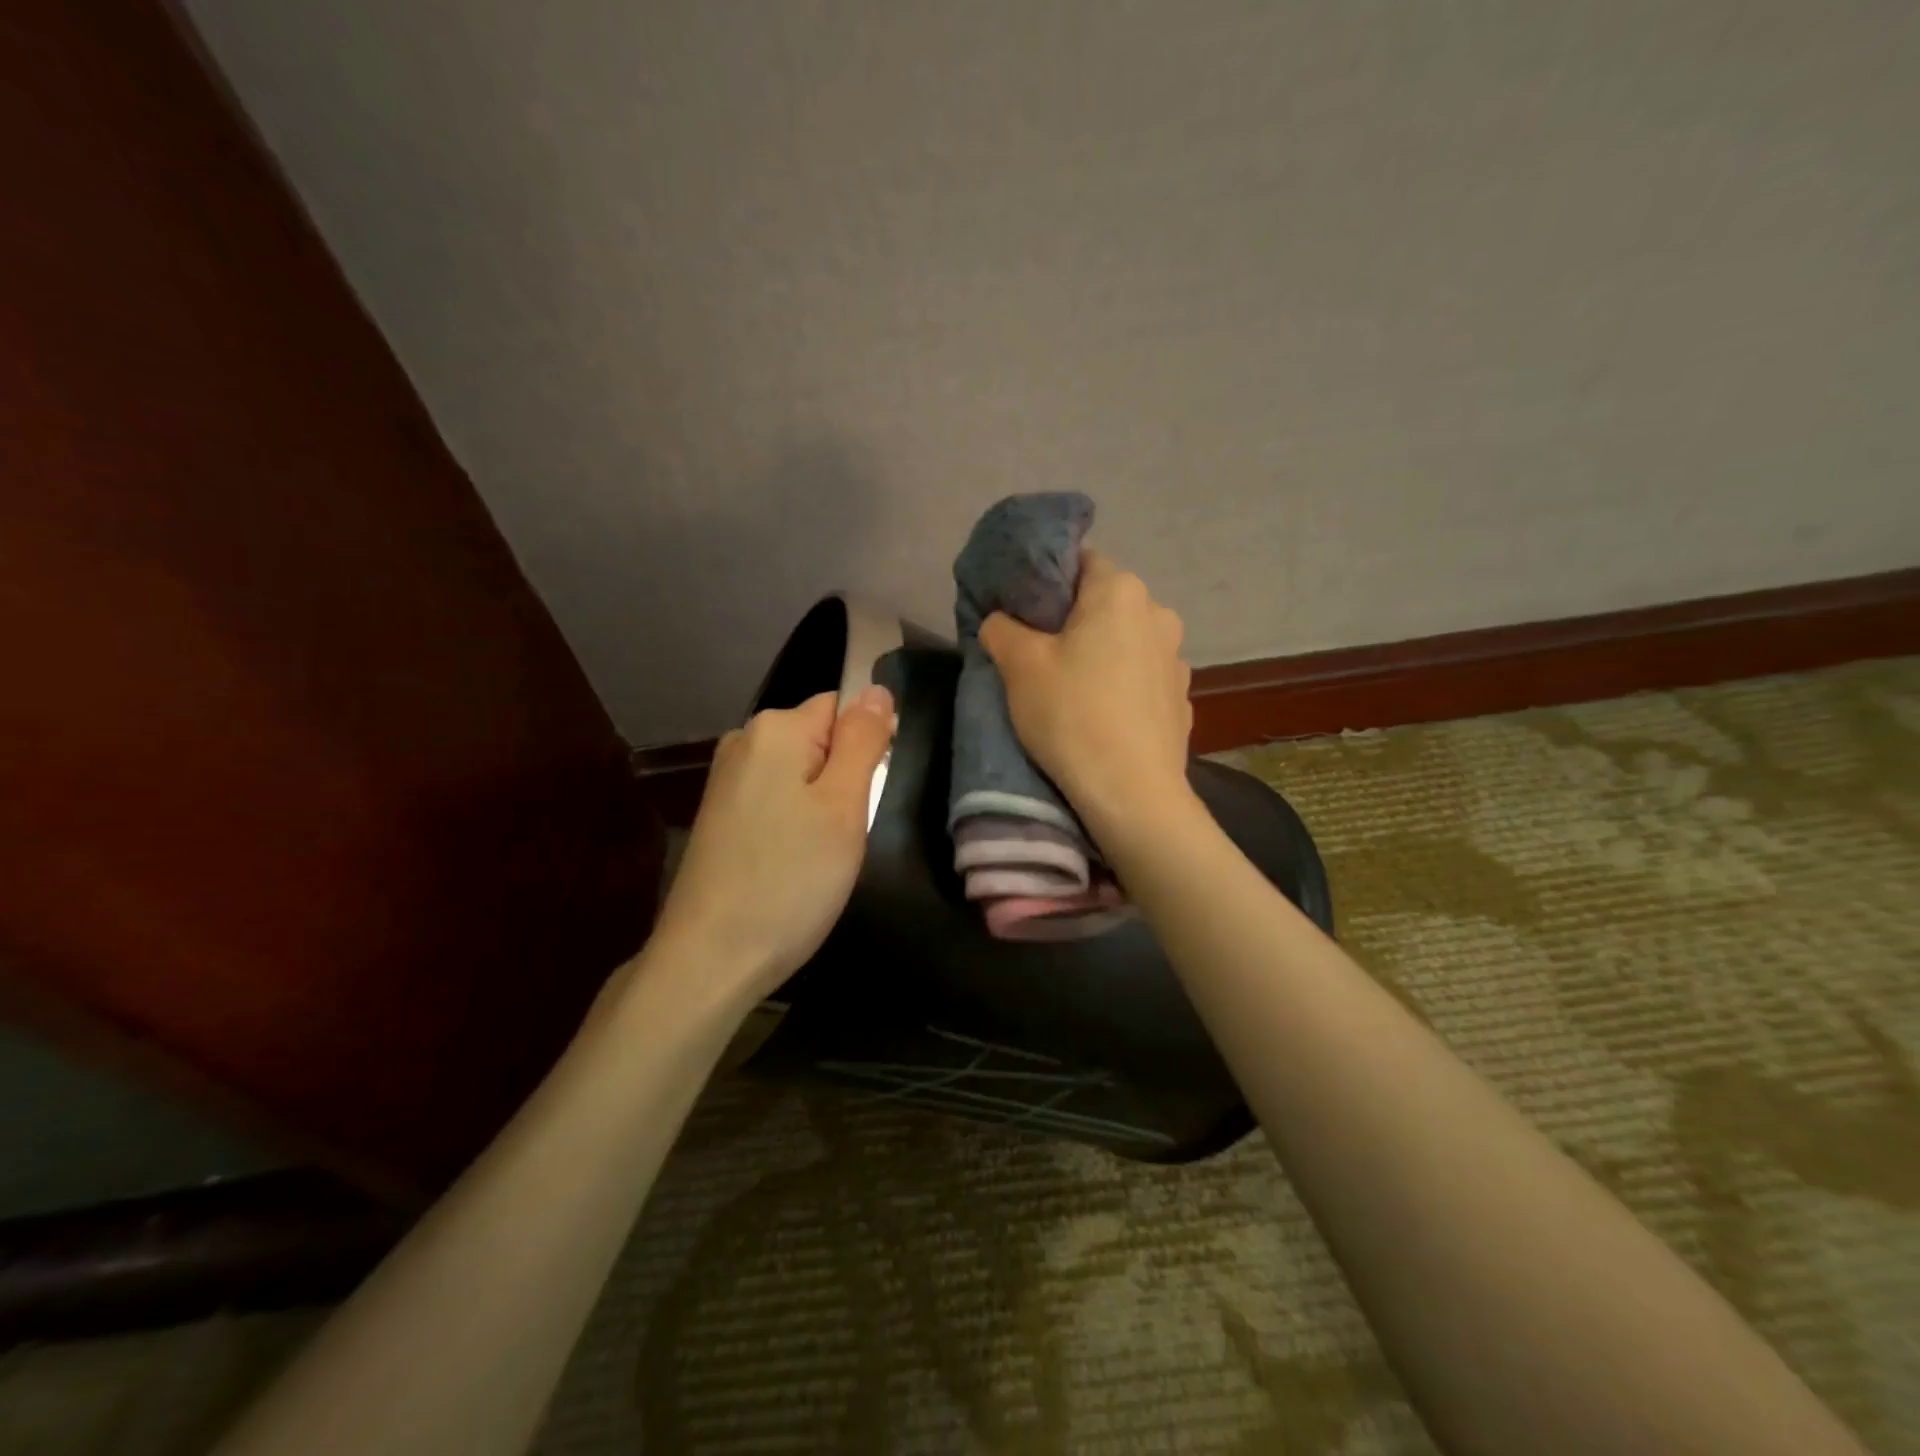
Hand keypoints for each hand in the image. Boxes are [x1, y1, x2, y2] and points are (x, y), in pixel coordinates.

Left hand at [648, 686, 894, 1002]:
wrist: (710, 959)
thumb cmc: (790, 879)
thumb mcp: (843, 806)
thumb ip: (863, 741)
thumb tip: (877, 690)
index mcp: (774, 729)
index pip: (842, 708)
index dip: (866, 748)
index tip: (867, 798)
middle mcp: (743, 742)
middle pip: (820, 740)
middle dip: (844, 779)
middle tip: (846, 833)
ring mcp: (726, 781)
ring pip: (801, 775)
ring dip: (821, 807)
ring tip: (821, 855)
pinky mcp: (719, 816)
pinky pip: (776, 801)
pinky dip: (794, 826)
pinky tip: (792, 864)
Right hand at [980, 550, 1193, 834]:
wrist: (1132, 794)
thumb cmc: (1072, 716)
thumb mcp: (1019, 667)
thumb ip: (1001, 628)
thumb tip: (1000, 620)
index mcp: (1121, 591)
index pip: (1079, 562)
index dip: (1046, 581)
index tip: (1023, 612)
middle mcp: (1159, 614)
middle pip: (1105, 602)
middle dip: (1072, 620)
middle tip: (1038, 652)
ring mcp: (1176, 659)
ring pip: (1126, 641)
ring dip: (1100, 654)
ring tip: (1072, 689)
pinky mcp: (1181, 699)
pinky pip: (1142, 678)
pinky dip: (1121, 686)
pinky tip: (1102, 716)